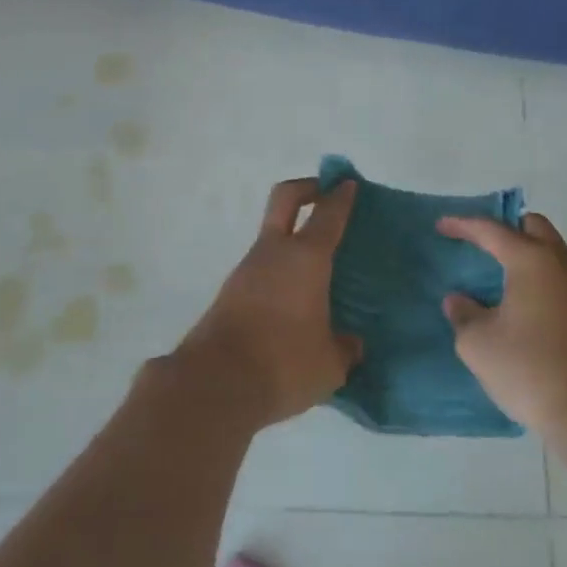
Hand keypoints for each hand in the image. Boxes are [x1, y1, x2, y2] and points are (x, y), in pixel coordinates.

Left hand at [171, 178, 362, 429]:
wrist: (215, 382)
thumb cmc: (283, 363)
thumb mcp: (330, 364)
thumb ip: (345, 348)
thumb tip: (350, 343)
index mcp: (306, 258)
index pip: (327, 214)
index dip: (341, 196)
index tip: (349, 184)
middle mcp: (274, 252)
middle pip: (285, 198)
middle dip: (307, 188)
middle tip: (325, 195)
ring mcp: (246, 269)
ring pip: (272, 236)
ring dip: (292, 239)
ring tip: (318, 269)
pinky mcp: (230, 293)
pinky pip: (262, 269)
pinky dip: (280, 271)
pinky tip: (295, 301)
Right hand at [436, 212, 566, 440]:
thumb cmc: (530, 369)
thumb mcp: (478, 344)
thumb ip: (463, 314)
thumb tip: (460, 301)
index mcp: (531, 260)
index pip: (492, 229)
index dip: (463, 225)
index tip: (441, 225)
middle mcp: (560, 264)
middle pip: (533, 226)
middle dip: (504, 227)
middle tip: (478, 242)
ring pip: (550, 251)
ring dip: (523, 252)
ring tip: (494, 271)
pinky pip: (558, 276)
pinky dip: (535, 275)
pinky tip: (517, 301)